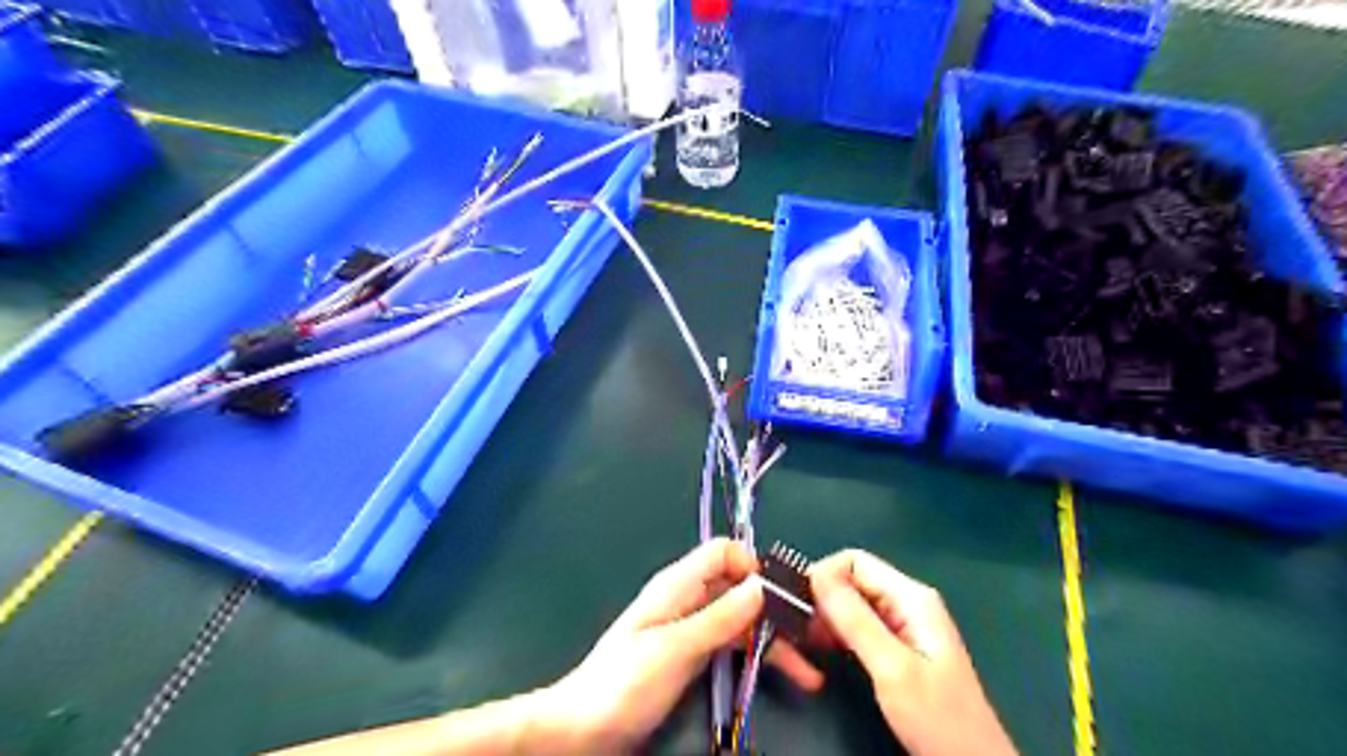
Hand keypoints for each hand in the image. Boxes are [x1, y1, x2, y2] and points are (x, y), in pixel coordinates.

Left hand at [536, 541, 820, 752]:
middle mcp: (688, 600)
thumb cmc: (624, 683)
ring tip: (811, 668)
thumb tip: (764, 584)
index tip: (787, 595)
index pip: (724, 552)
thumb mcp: (676, 648)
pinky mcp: (693, 658)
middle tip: (816, 634)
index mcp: (678, 585)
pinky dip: (758, 657)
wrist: (583, 731)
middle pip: (739, 587)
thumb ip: (721, 617)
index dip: (755, 565)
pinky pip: (733, 647)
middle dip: (775, 606)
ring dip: (774, 638)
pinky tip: (785, 675)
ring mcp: (692, 630)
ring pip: (741, 620)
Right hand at [802, 548, 1015, 755]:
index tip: (798, 606)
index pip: (854, 561)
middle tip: (799, 630)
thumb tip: (816, 574)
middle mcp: (906, 602)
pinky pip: (858, 625)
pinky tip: (823, 652)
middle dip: (822, 599)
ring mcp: (903, 625)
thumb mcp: (891, 667)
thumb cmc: (937, 717)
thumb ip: (854, 619)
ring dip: (826, 618)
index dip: (823, 576)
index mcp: (911, 597)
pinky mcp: (897, 647)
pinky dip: (837, 633)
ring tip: (806, 643)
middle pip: (852, 580)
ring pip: (852, 604)